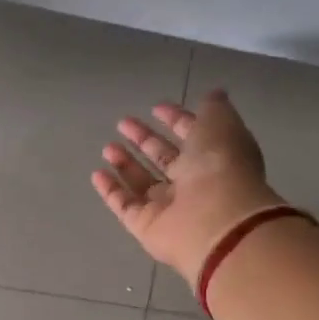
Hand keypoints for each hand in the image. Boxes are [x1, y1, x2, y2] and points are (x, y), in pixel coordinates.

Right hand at [91, 89, 288, 287]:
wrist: (214, 220)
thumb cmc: (220, 166)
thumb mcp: (221, 124)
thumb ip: (214, 108)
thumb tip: (213, 94)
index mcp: (214, 157)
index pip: (192, 135)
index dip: (176, 119)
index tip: (156, 107)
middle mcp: (192, 183)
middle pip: (164, 158)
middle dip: (144, 139)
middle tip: (122, 123)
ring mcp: (168, 207)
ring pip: (143, 182)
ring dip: (125, 163)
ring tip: (107, 146)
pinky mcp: (146, 225)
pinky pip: (125, 205)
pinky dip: (111, 190)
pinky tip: (97, 174)